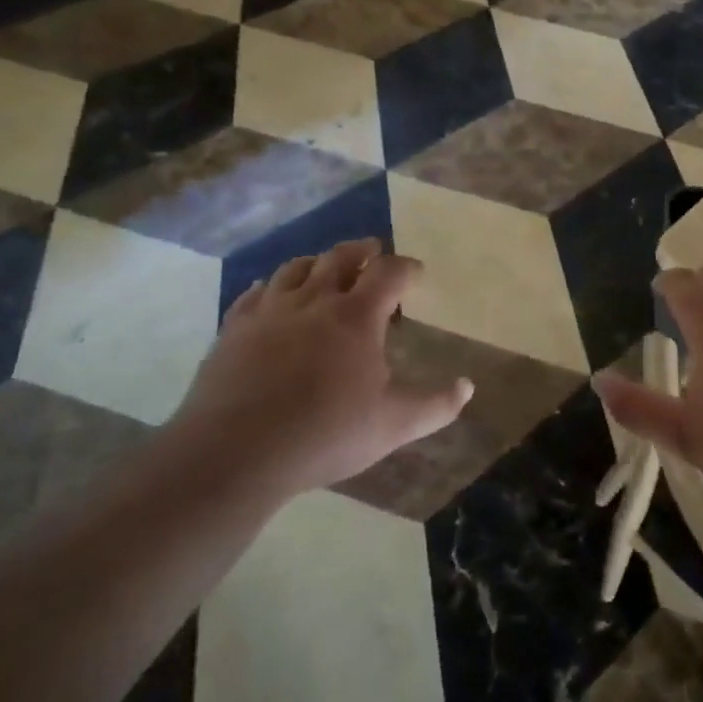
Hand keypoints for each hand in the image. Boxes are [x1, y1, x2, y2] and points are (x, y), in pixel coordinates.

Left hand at [163, 239, 471, 501]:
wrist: (236, 451)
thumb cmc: (325, 434)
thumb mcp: (393, 425)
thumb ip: (435, 405)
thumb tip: (468, 386)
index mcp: (357, 316)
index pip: (389, 273)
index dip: (407, 267)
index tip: (417, 271)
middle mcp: (314, 300)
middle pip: (340, 257)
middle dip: (362, 250)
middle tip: (372, 250)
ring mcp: (270, 311)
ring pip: (295, 268)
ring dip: (316, 262)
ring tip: (324, 266)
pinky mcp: (234, 329)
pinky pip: (253, 295)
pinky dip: (269, 287)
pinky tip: (268, 292)